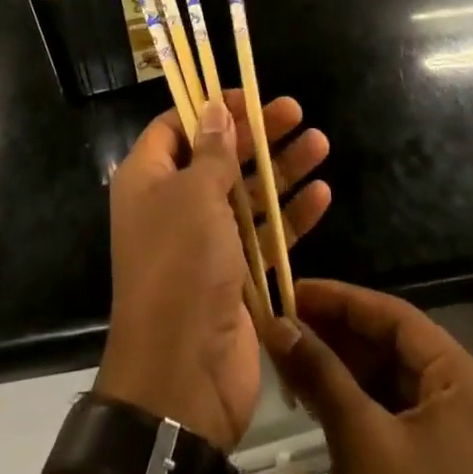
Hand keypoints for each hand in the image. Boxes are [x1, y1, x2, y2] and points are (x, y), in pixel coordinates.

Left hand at [95, 93, 330, 450]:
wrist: (182, 377)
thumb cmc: (180, 266)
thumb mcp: (194, 195)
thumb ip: (211, 151)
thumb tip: (214, 109)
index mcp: (149, 180)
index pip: (176, 126)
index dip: (209, 107)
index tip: (246, 96)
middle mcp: (175, 205)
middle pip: (219, 154)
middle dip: (257, 133)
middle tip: (295, 110)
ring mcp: (206, 242)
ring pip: (248, 192)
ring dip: (283, 168)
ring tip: (320, 143)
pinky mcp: (236, 275)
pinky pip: (266, 234)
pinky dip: (292, 214)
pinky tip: (323, 194)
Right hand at [259, 279, 472, 473]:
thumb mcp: (358, 441)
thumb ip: (320, 371)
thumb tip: (275, 322)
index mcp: (471, 387)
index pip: (400, 319)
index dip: (344, 300)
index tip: (295, 289)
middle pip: (399, 348)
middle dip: (341, 335)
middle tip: (289, 323)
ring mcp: (464, 445)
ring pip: (396, 382)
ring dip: (345, 367)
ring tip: (295, 353)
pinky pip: (400, 418)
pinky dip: (360, 403)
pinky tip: (319, 394)